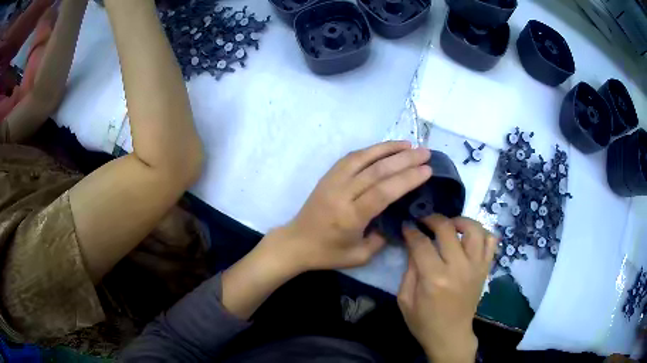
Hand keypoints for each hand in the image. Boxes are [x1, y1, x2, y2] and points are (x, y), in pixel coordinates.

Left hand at [274, 141, 431, 271]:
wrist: (296, 242)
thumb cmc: (328, 253)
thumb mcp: (360, 256)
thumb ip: (382, 237)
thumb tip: (398, 217)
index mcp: (350, 217)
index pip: (383, 191)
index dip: (407, 178)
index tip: (427, 170)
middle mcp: (342, 194)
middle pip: (376, 171)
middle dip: (404, 159)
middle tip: (425, 152)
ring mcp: (332, 181)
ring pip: (363, 158)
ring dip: (388, 148)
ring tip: (409, 144)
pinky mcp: (328, 175)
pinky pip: (351, 157)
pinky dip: (370, 150)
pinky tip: (385, 148)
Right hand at [397, 215, 496, 362]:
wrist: (451, 335)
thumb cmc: (424, 321)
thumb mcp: (405, 300)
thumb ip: (409, 271)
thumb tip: (414, 245)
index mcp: (434, 278)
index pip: (422, 243)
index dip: (411, 231)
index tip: (406, 226)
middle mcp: (458, 268)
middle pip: (448, 229)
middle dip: (432, 219)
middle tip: (424, 221)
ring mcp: (476, 267)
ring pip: (474, 229)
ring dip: (460, 221)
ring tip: (450, 225)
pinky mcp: (485, 269)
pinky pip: (491, 242)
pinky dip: (482, 233)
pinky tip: (469, 237)